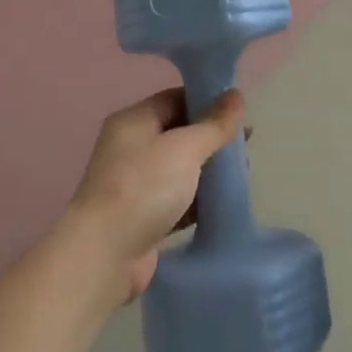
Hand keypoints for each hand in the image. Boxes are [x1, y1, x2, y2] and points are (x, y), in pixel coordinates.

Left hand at [70, 87, 245, 302]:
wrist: (105, 255)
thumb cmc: (144, 188)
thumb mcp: (185, 148)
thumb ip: (214, 123)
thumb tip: (237, 95)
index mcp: (134, 122)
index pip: (175, 99)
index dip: (207, 101)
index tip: (240, 111)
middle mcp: (131, 148)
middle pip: (179, 133)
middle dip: (212, 138)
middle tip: (246, 144)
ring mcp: (136, 184)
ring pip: (181, 168)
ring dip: (208, 170)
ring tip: (241, 173)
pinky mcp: (144, 217)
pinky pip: (178, 199)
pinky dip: (199, 199)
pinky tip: (223, 202)